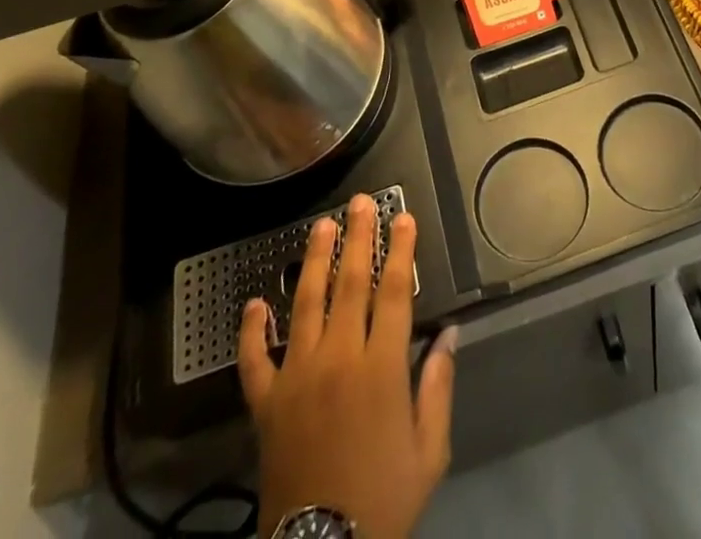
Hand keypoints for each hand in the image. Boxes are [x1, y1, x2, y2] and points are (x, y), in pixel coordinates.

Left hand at [240, 194, 455, 538]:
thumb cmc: (384, 498)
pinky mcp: (265, 403)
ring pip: (305, 304)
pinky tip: (254, 303)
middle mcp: (338, 359)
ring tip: (321, 226)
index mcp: (381, 368)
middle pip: (350, 283)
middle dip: (358, 237)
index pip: (394, 292)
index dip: (400, 250)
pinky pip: (255, 359)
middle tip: (360, 202)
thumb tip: (449, 333)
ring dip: (314, 260)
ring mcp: (297, 377)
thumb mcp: (429, 449)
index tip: (403, 217)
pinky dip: (252, 330)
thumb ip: (438, 386)